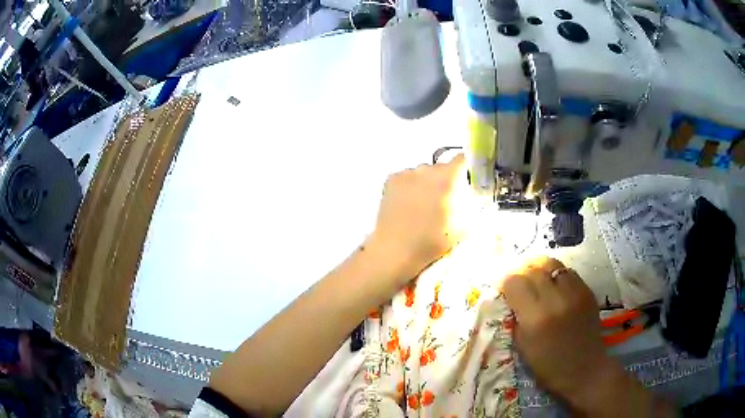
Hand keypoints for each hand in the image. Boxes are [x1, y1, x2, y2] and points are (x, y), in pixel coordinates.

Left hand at [368, 154, 466, 288]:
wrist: (395, 250)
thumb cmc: (432, 241)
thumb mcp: (463, 228)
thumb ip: (472, 208)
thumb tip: (475, 200)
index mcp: (447, 179)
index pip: (462, 159)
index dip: (467, 167)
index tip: (469, 178)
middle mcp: (426, 170)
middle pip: (442, 167)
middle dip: (446, 179)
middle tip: (446, 199)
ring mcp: (406, 174)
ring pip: (423, 172)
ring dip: (427, 182)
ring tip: (423, 204)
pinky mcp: (390, 180)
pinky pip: (406, 177)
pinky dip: (410, 185)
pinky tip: (408, 203)